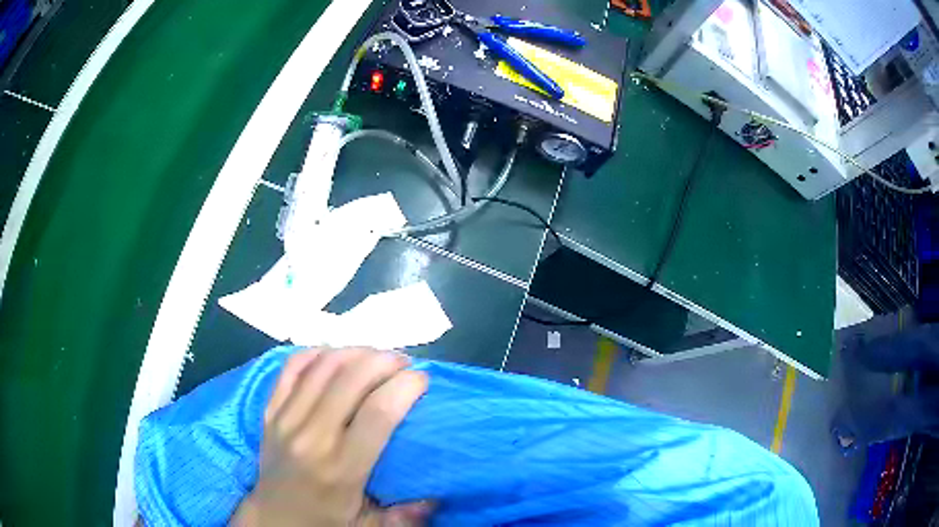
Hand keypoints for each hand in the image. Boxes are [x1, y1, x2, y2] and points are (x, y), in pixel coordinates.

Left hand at [232, 347, 430, 526]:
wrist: (273, 519)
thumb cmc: (325, 522)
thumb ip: (405, 516)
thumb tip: (437, 496)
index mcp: (342, 468)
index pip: (378, 413)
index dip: (405, 387)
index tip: (422, 379)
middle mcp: (311, 437)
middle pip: (350, 379)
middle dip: (384, 361)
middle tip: (403, 362)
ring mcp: (285, 420)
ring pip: (321, 366)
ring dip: (354, 352)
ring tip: (375, 355)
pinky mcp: (269, 411)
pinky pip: (291, 368)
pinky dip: (315, 353)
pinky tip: (333, 354)